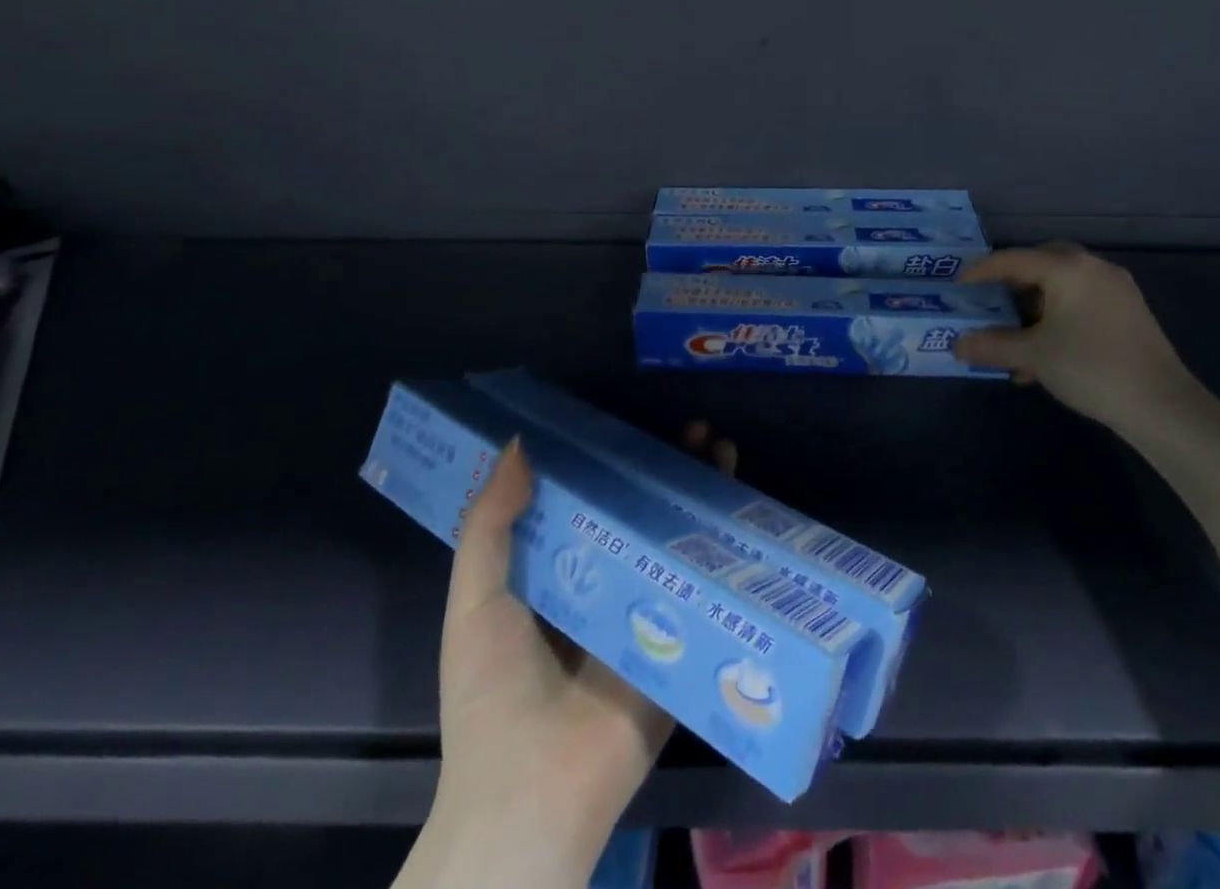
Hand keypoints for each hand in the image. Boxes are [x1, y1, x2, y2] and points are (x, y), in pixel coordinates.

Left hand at [400, 425, 734, 888]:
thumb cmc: (493, 692)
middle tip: (697, 432)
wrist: (531, 794)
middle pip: (644, 515)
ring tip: (723, 452)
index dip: (615, 461)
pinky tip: (743, 513)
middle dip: (670, 472)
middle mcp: (606, 587)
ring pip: (679, 543)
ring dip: (702, 498)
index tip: (636, 424)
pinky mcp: (680, 646)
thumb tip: (519, 444)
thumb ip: (489, 525)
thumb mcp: (476, 601)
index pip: (592, 502)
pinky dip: (724, 553)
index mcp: (557, 575)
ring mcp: (648, 616)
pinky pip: (701, 592)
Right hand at [953, 242, 1213, 441]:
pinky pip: (1082, 302)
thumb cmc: (1090, 368)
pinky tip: (1045, 352)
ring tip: (1015, 335)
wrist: (1162, 405)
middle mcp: (1093, 269)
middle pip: (1042, 263)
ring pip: (1063, 285)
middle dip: (1013, 281)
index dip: (981, 271)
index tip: (959, 285)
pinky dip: (1058, 316)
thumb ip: (992, 345)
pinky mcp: (1129, 313)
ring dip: (1036, 304)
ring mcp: (1116, 290)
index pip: (1013, 259)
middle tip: (991, 299)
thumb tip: (957, 345)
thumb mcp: (1033, 356)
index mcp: (1068, 269)